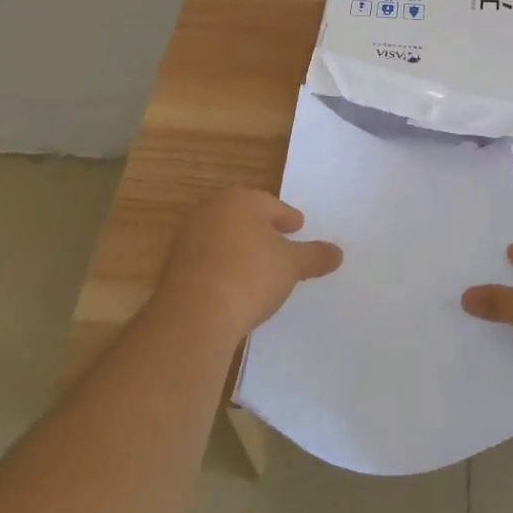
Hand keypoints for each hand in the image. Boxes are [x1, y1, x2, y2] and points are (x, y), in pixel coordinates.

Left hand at [155, 189, 341, 340]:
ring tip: (256, 266)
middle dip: (261, 228)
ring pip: (223, 236)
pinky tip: (232, 284)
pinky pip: (206, 259)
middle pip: (244, 216)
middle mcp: (213, 209)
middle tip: (278, 243)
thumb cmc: (250, 275)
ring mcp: (189, 236)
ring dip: (239, 247)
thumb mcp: (292, 266)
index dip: (287, 218)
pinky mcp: (174, 265)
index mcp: (242, 200)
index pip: (272, 205)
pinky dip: (221, 266)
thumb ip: (315, 256)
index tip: (298, 227)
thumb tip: (338, 253)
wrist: (195, 312)